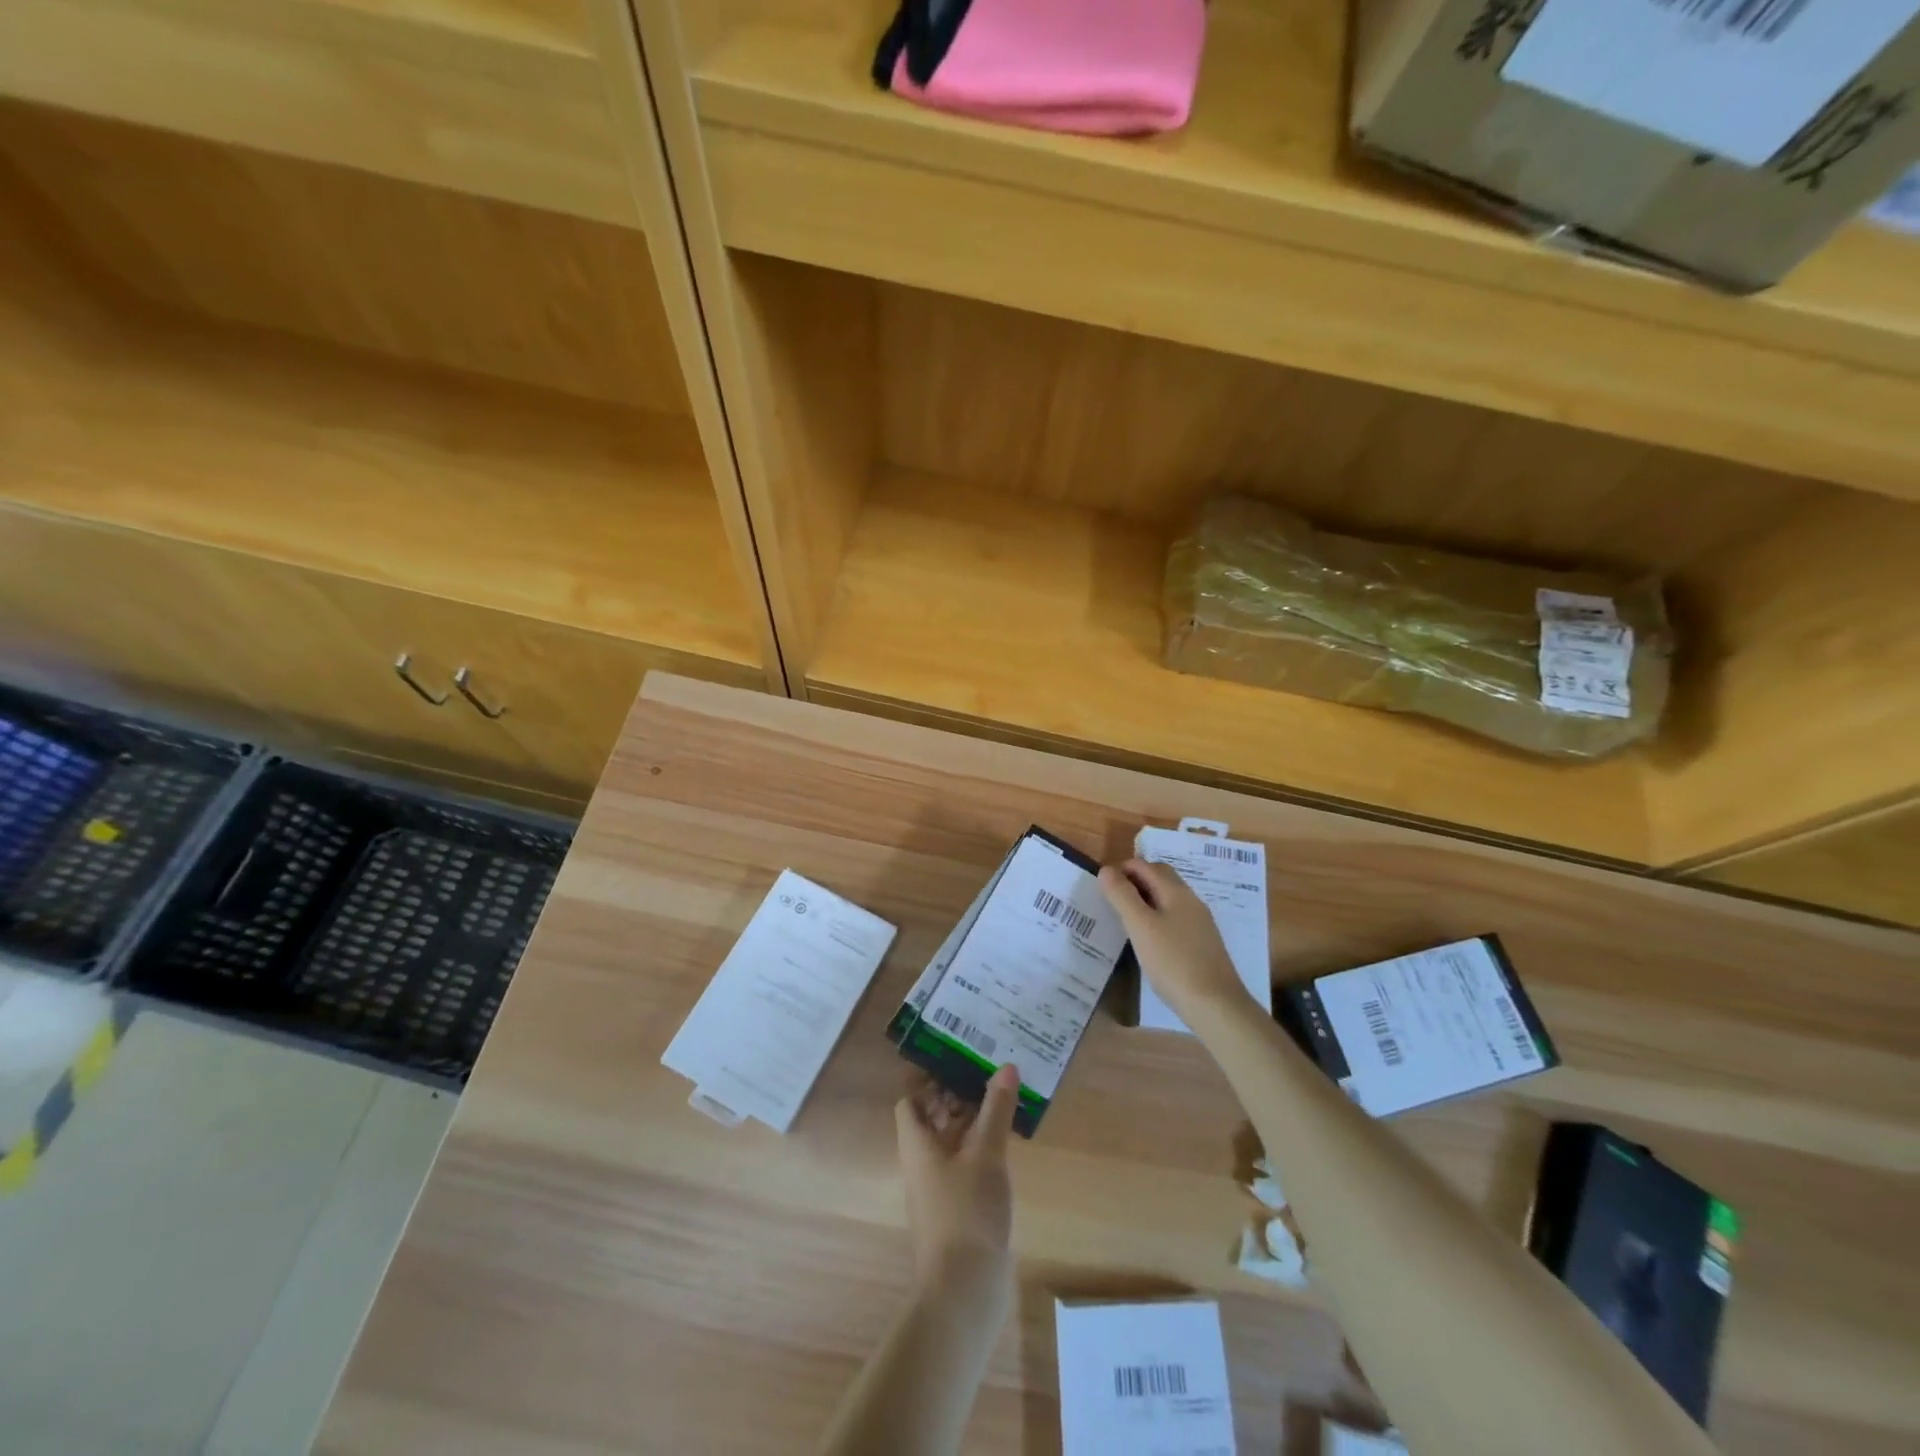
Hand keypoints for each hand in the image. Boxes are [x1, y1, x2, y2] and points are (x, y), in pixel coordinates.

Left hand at [895, 1065, 1019, 1299]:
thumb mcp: (986, 1153)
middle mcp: (921, 1162)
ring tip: (1003, 1101)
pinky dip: (979, 1149)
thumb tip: (1006, 1066)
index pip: (910, 1099)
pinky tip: (1006, 1146)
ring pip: (950, 1142)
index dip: (928, 1077)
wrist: (964, 1292)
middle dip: (956, 1095)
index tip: (957, 1058)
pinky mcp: (955, 1211)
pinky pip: (963, 1166)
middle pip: (931, 1118)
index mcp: (916, 1144)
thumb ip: (996, 1109)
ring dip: (971, 1121)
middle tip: (988, 1073)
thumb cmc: (966, 1212)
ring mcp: (938, 1189)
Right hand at [1100, 859, 1252, 1025]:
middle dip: (1134, 881)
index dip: (1121, 870)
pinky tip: (1149, 939)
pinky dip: (1157, 917)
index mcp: (1176, 891)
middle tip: (1112, 899)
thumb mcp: (1140, 927)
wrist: (1216, 1005)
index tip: (1102, 888)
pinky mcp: (1202, 943)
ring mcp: (1200, 922)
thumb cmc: (1173, 962)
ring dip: (1145, 899)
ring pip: (1168, 898)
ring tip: (1125, 919)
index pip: (1145, 866)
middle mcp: (1191, 900)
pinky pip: (1175, 917)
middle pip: (1160, 877)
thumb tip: (1106, 870)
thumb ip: (1122, 895)